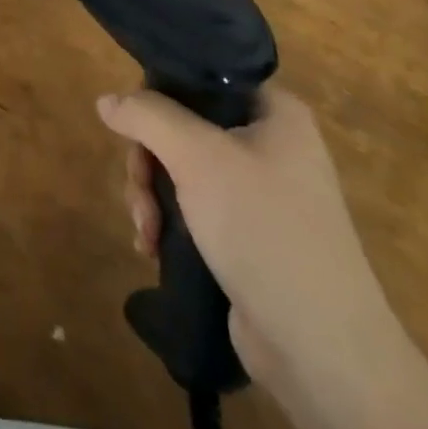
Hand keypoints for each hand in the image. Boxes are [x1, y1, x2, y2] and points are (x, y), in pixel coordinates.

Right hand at [98, 85, 403, 395]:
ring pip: (179, 170)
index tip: (134, 127)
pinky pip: (191, 208)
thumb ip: (147, 117)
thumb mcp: (197, 157)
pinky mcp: (246, 235)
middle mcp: (269, 145)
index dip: (159, 95)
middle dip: (148, 163)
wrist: (321, 349)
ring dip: (150, 197)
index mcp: (274, 112)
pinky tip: (153, 248)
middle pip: (181, 127)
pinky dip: (166, 223)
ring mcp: (259, 193)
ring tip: (147, 233)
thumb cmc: (264, 229)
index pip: (200, 79)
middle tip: (140, 195)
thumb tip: (106, 100)